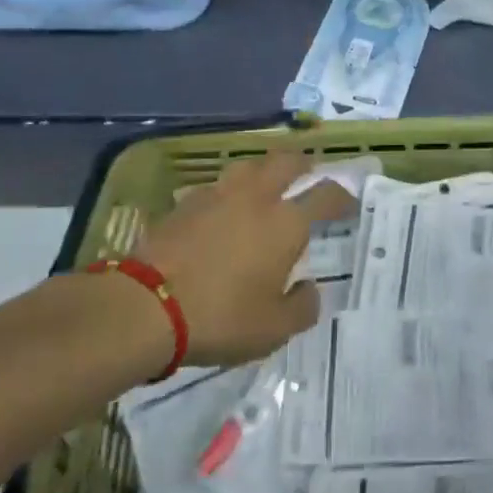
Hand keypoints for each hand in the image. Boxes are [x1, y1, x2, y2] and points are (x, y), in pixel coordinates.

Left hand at [135, 152, 353, 367]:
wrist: (144, 305)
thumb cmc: (220, 316)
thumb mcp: (273, 330)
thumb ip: (302, 307)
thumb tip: (308, 288)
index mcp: (286, 222)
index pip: (326, 195)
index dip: (342, 196)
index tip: (348, 202)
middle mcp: (257, 197)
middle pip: (287, 162)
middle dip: (304, 165)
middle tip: (309, 175)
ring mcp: (218, 195)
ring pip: (250, 166)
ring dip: (264, 171)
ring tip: (266, 186)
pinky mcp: (185, 203)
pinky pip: (217, 186)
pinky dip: (228, 192)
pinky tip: (223, 209)